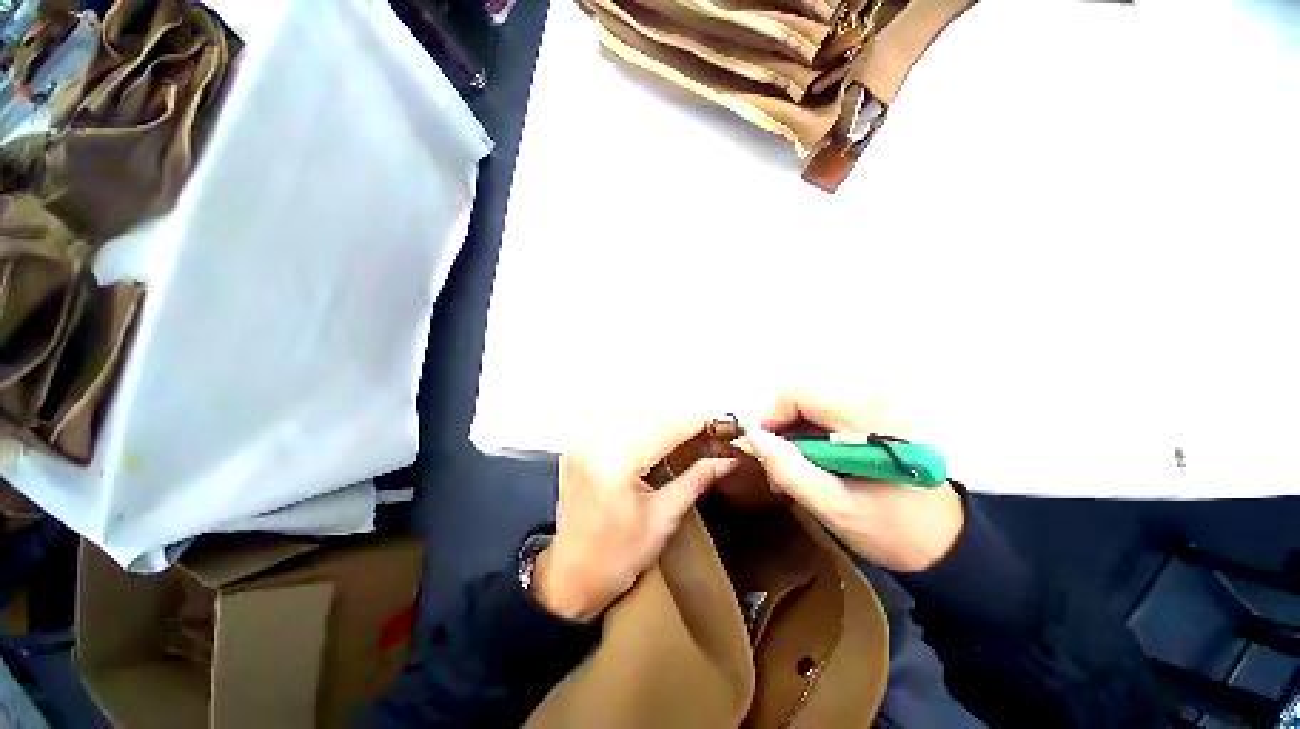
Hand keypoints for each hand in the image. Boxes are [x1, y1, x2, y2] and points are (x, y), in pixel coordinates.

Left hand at [534, 419, 738, 621]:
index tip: (716, 419)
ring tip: (684, 436)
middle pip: (646, 423)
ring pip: (630, 424)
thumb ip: (694, 481)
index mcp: (616, 464)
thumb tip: (727, 461)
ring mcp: (581, 447)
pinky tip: (653, 444)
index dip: (691, 423)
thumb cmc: (619, 558)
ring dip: (658, 427)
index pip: (663, 432)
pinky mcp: (576, 452)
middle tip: (704, 430)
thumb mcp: (662, 519)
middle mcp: (594, 446)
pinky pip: (614, 433)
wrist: (570, 579)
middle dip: (677, 424)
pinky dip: (637, 435)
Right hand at [743, 389, 965, 572]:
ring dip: (790, 425)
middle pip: (805, 391)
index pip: (802, 392)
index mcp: (870, 420)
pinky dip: (806, 429)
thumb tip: (755, 438)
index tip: (757, 443)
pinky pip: (826, 410)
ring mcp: (877, 406)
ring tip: (785, 462)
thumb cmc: (895, 531)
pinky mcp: (875, 416)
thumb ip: (792, 472)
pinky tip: (805, 458)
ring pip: (812, 399)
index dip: (771, 412)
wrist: (948, 545)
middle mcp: (875, 402)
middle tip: (769, 455)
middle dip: (778, 419)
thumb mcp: (837, 510)